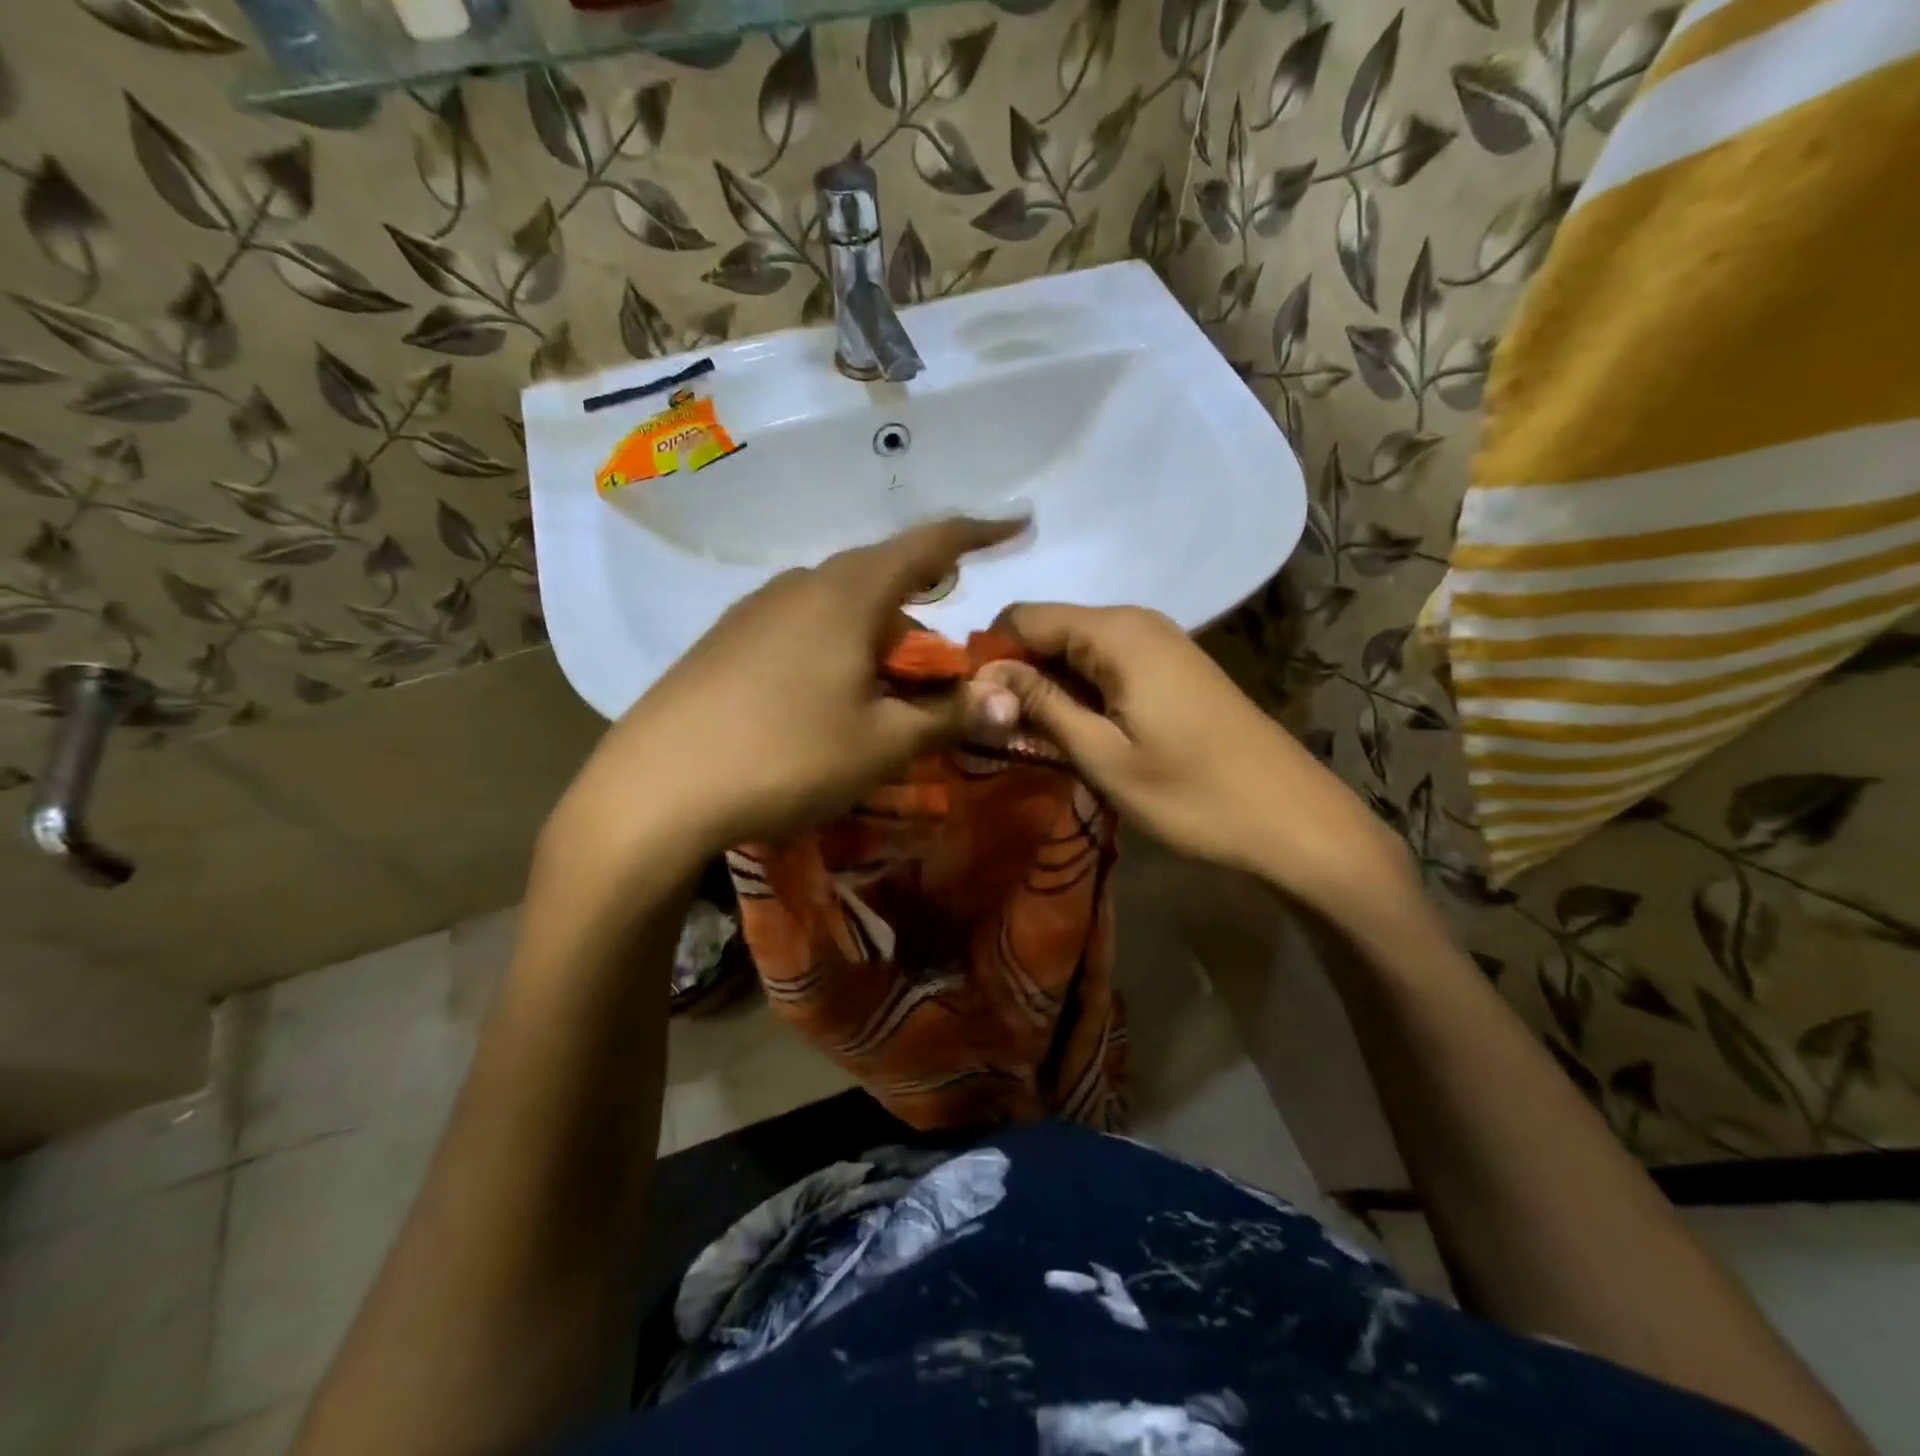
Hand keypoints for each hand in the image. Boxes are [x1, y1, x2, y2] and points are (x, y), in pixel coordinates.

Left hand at [542, 518, 1024, 889]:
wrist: (658, 786)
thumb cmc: (787, 756)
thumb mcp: (882, 744)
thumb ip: (949, 716)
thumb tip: (1011, 700)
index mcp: (849, 594)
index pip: (929, 544)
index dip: (979, 533)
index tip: (1015, 524)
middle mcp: (802, 583)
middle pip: (881, 573)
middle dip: (926, 595)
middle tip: (949, 639)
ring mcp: (757, 608)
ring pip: (838, 600)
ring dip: (879, 626)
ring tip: (892, 673)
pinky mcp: (727, 638)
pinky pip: (802, 622)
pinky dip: (837, 640)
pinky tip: (830, 686)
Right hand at [978, 603, 1413, 920]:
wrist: (1293, 820)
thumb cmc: (1193, 794)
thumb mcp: (1103, 756)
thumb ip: (1040, 705)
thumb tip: (982, 674)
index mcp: (1115, 632)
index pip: (1022, 617)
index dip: (989, 656)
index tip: (973, 707)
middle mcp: (1135, 621)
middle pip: (1050, 629)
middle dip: (1017, 674)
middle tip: (1001, 733)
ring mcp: (1160, 642)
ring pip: (1076, 649)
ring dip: (1048, 688)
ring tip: (1034, 741)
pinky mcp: (1173, 668)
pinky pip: (1107, 664)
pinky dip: (1081, 693)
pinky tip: (1078, 734)